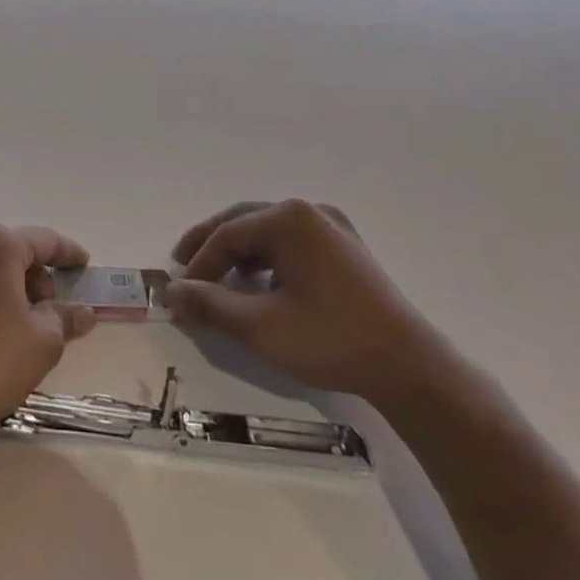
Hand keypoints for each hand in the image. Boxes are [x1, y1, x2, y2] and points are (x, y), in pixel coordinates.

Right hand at [164, 200, 439, 400]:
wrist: (409, 367)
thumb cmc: (330, 339)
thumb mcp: (260, 326)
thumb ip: (210, 304)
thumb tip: (170, 293)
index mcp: (288, 219)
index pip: (226, 235)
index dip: (198, 264)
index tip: (178, 293)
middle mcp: (309, 211)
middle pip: (244, 221)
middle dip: (211, 244)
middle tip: (182, 264)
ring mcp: (332, 227)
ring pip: (268, 230)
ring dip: (238, 251)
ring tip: (216, 276)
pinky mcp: (346, 248)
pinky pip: (292, 241)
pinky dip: (266, 257)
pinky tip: (258, 281)